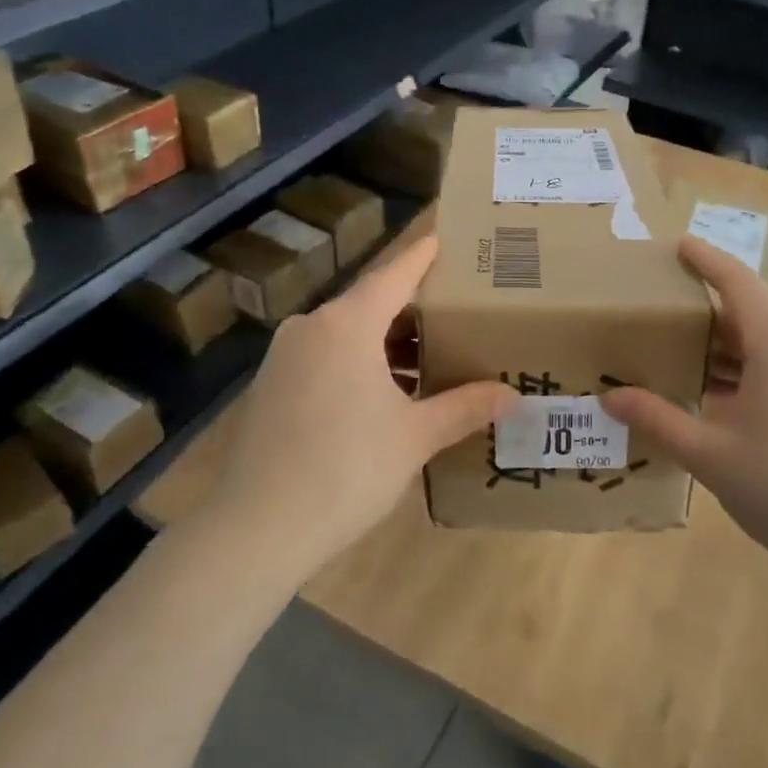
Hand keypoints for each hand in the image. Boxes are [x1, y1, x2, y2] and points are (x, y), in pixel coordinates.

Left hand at [209, 237, 517, 583]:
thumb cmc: (346, 470)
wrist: (256, 529)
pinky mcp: (270, 386)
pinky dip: (359, 364)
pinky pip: (325, 358)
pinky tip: (384, 395)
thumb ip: (464, 408)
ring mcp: (285, 357)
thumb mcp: (414, 437)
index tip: (446, 238)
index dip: (423, 256)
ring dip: (387, 343)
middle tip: (457, 313)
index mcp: (347, 325)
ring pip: (347, 334)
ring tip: (430, 360)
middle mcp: (312, 328)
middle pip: (371, 303)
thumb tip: (511, 396)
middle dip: (413, 309)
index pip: (395, 274)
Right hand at [600, 237, 767, 598]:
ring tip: (683, 366)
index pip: (736, 281)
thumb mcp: (713, 457)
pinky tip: (728, 410)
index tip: (677, 244)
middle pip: (751, 315)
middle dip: (705, 315)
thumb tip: (611, 398)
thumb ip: (660, 421)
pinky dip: (752, 377)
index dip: (705, 259)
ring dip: (728, 353)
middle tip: (660, 322)